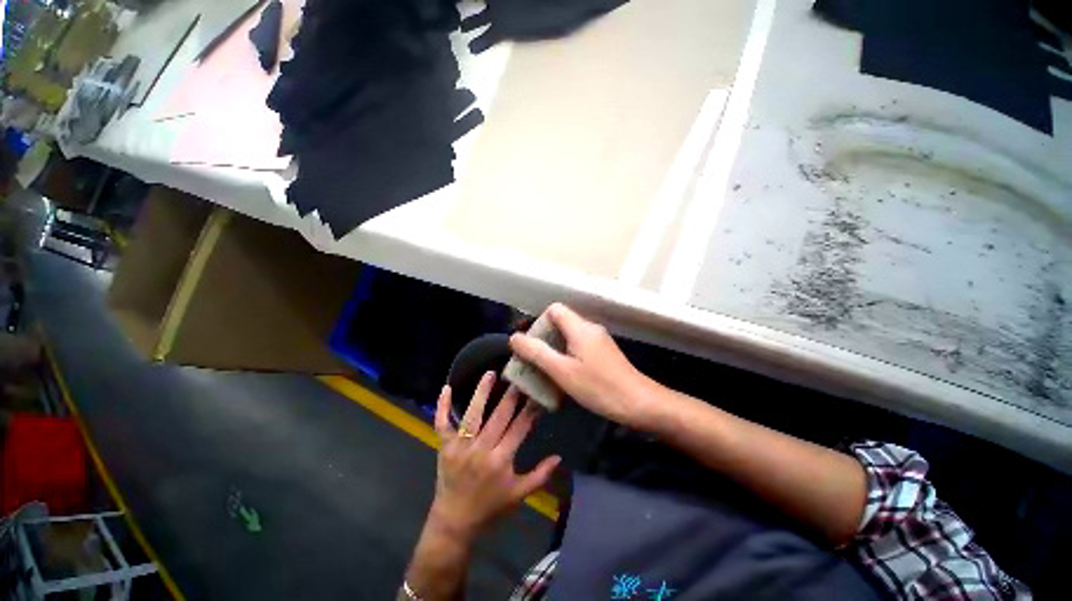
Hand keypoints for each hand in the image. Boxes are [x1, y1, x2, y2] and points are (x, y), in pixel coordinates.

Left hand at [431, 373, 560, 541]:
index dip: (530, 410)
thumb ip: (540, 475)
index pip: (519, 428)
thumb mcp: (519, 495)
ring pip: (472, 415)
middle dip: (511, 395)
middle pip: (499, 416)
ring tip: (490, 373)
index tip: (537, 393)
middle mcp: (481, 450)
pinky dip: (442, 406)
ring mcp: (460, 447)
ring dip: (481, 392)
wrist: (455, 523)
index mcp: (501, 461)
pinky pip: (441, 424)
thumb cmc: (490, 508)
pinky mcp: (444, 447)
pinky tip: (446, 387)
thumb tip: (559, 456)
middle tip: (519, 376)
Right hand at [509, 303, 658, 428]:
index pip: (554, 309)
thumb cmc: (599, 387)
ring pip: (569, 337)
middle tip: (534, 362)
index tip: (532, 345)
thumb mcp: (562, 371)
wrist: (639, 403)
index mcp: (579, 327)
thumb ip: (537, 353)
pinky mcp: (603, 353)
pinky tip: (565, 377)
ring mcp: (598, 341)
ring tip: (545, 372)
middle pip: (560, 323)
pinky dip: (567, 357)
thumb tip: (514, 338)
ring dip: (554, 351)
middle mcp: (589, 328)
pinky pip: (578, 347)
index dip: (539, 323)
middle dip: (543, 340)